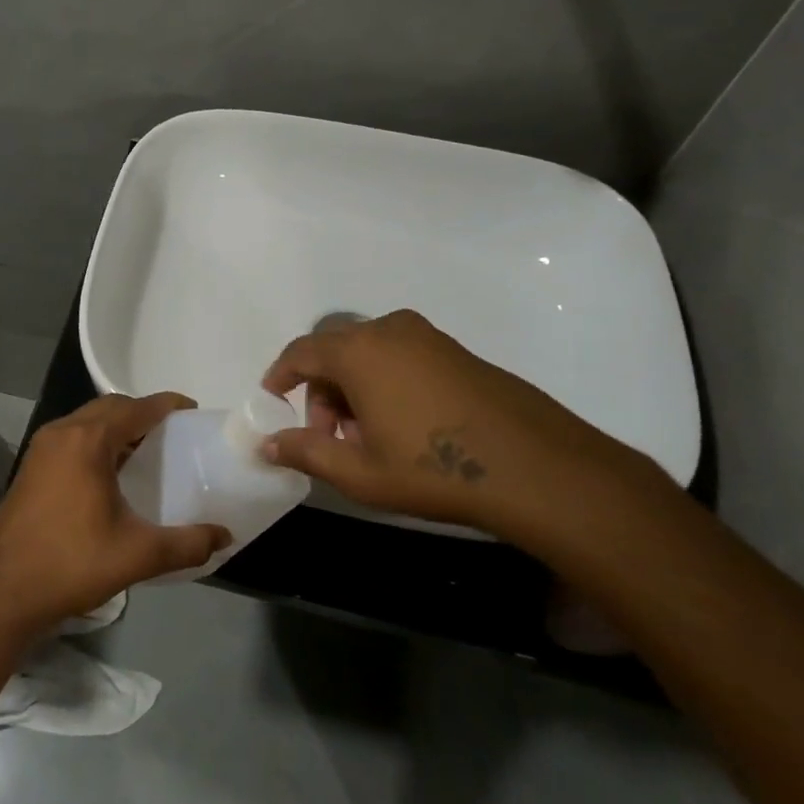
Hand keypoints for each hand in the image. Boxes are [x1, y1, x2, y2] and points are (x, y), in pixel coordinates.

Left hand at [0, 393, 230, 632]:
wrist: (3, 592)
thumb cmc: (72, 563)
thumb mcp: (138, 555)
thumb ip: (186, 544)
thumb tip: (224, 536)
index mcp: (88, 440)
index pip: (136, 408)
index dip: (166, 405)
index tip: (191, 410)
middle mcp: (62, 432)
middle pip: (110, 407)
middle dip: (141, 412)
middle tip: (171, 432)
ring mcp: (41, 448)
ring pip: (87, 420)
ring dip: (116, 426)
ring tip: (146, 449)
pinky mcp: (30, 466)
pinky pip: (71, 437)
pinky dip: (96, 440)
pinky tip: (110, 471)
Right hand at [260, 310, 665, 537]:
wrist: (536, 468)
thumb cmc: (434, 469)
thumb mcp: (360, 472)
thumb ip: (306, 452)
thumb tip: (267, 444)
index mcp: (359, 351)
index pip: (301, 352)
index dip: (280, 375)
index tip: (272, 400)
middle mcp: (390, 331)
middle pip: (335, 351)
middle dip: (321, 390)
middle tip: (329, 436)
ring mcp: (428, 337)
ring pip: (369, 353)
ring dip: (354, 388)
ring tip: (368, 437)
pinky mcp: (457, 351)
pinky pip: (401, 356)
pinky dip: (386, 382)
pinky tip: (405, 426)